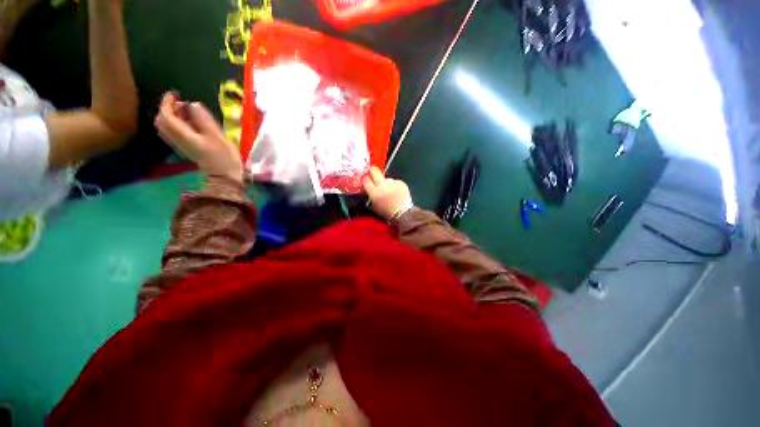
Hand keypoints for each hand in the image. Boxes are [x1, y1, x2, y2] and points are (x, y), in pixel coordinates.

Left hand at [155, 92, 242, 181]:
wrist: (225, 176)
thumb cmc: (224, 156)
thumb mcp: (217, 136)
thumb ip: (203, 119)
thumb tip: (193, 104)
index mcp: (183, 136)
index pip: (166, 116)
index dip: (167, 103)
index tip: (175, 94)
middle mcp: (178, 140)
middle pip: (162, 121)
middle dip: (167, 108)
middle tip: (180, 102)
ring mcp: (182, 145)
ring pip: (167, 127)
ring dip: (172, 116)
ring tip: (186, 111)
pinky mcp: (188, 148)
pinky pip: (175, 132)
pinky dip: (178, 123)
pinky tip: (190, 123)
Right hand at [362, 166, 412, 219]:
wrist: (403, 213)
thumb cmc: (386, 212)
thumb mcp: (374, 205)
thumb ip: (371, 195)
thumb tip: (370, 187)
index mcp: (374, 193)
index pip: (366, 180)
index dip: (365, 179)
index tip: (367, 179)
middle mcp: (382, 186)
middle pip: (375, 171)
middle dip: (373, 170)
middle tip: (373, 172)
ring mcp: (392, 183)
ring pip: (387, 179)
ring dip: (387, 183)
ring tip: (390, 191)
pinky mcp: (400, 183)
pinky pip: (395, 182)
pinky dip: (395, 186)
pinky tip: (397, 192)